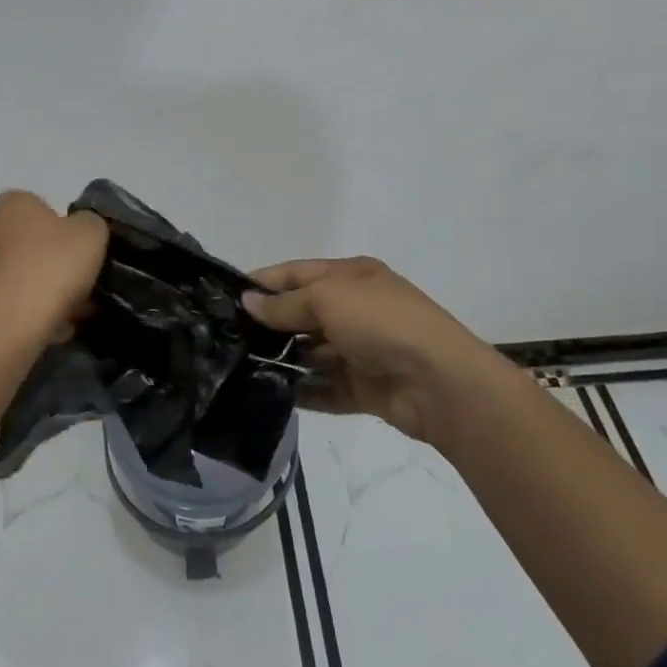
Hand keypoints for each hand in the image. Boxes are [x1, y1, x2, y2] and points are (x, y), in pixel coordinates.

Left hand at [0, 191, 108, 346]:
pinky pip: (8, 304)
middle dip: (49, 260)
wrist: (6, 328)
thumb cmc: (50, 268)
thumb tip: (82, 228)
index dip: (59, 224)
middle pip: (25, 241)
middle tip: (78, 282)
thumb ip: (90, 223)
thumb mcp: (91, 235)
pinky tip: (50, 330)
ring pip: (17, 275)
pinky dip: (27, 314)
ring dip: (39, 289)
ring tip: (69, 314)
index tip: (77, 247)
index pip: (35, 204)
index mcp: (12, 205)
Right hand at [244, 256, 481, 441]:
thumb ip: (285, 303)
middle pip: (303, 313)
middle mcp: (356, 309)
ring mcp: (361, 350)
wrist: (439, 381)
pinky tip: (270, 394)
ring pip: (312, 352)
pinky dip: (302, 390)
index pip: (297, 273)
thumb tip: (248, 302)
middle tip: (229, 338)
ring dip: (283, 359)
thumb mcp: (328, 298)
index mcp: (351, 276)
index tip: (227, 298)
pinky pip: (325, 387)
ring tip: (242, 369)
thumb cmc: (381, 322)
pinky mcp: (364, 388)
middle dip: (270, 324)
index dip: (264, 282)